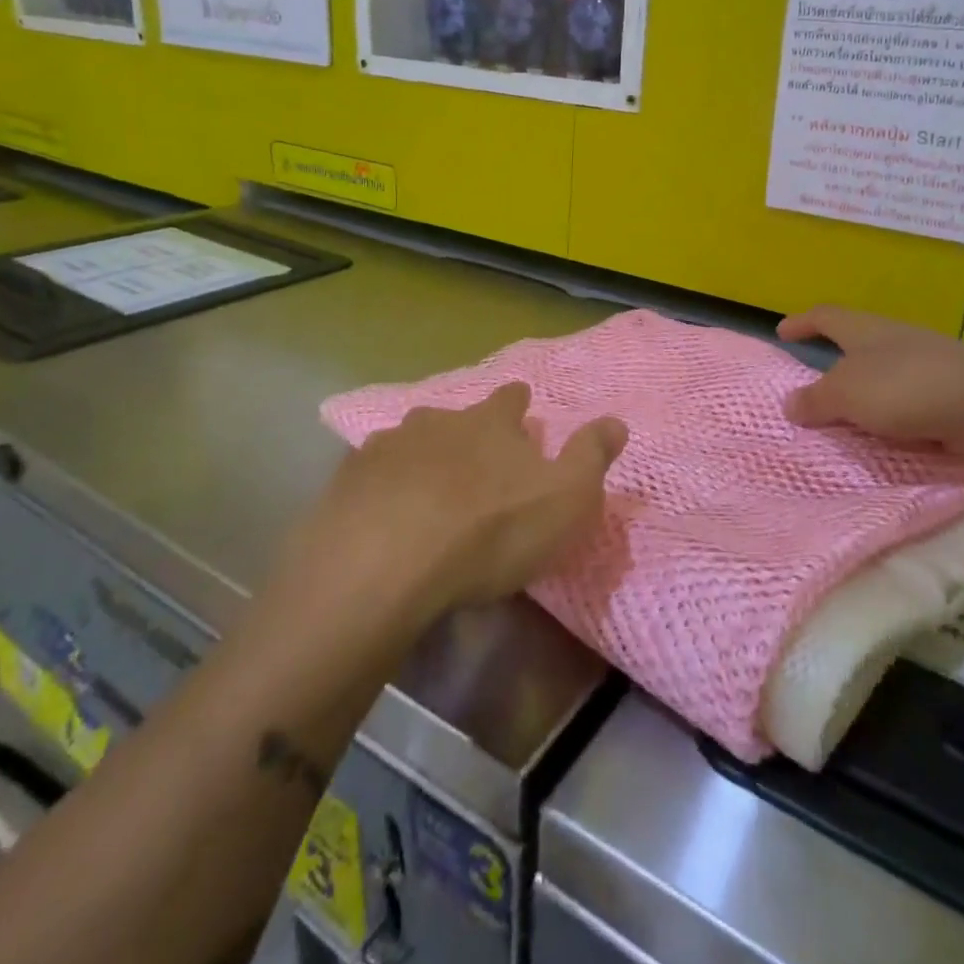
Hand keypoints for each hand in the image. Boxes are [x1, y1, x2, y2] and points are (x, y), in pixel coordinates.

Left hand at [309, 383, 627, 613]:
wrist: (384, 565)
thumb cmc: (490, 530)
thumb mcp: (566, 497)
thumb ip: (592, 456)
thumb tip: (616, 421)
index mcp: (490, 423)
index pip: (510, 398)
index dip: (518, 404)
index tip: (521, 412)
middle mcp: (437, 421)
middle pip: (456, 417)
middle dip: (467, 433)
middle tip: (475, 464)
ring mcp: (386, 447)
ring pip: (411, 443)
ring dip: (422, 459)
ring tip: (427, 491)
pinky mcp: (347, 482)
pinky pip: (372, 476)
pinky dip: (383, 489)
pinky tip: (383, 516)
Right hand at [777, 305, 963, 456]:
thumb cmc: (905, 387)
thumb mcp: (846, 394)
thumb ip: (815, 400)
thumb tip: (790, 404)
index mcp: (866, 330)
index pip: (826, 317)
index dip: (802, 322)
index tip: (782, 331)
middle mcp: (895, 340)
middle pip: (857, 344)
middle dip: (837, 363)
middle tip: (815, 386)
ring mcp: (926, 364)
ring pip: (884, 375)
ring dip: (865, 395)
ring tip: (847, 420)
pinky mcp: (949, 393)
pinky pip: (908, 403)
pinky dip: (893, 418)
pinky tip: (886, 438)